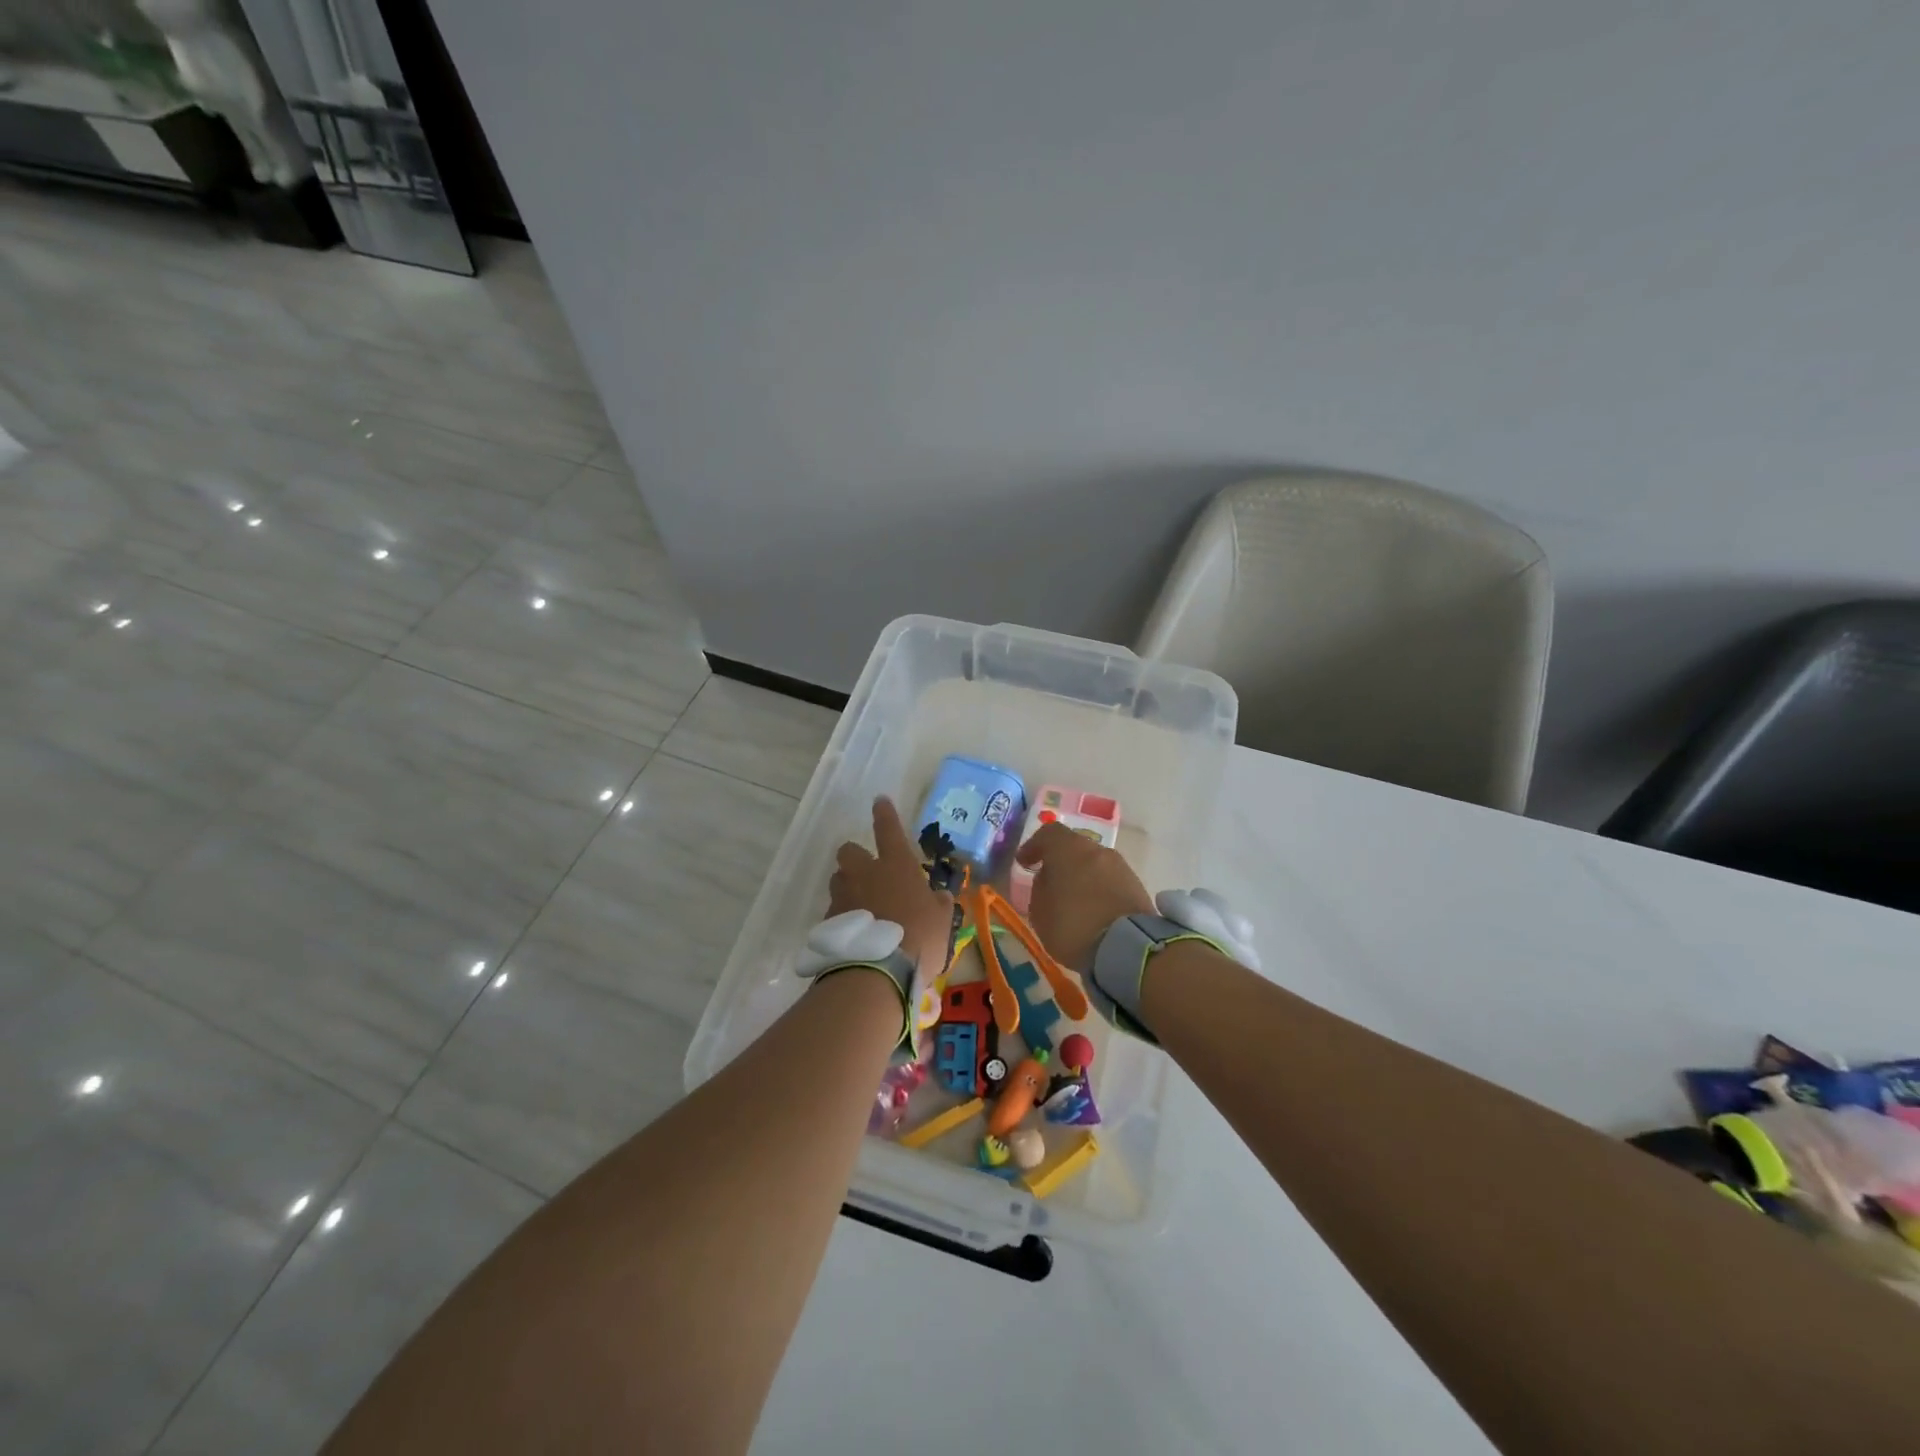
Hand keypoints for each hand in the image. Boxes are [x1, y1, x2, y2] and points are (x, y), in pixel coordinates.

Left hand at [829, 797, 953, 981]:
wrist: (878, 971)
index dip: (885, 814)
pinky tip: (856, 933)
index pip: (888, 829)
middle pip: (849, 851)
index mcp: (896, 865)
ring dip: (849, 887)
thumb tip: (938, 897)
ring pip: (839, 880)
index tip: (880, 801)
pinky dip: (844, 917)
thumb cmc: (919, 936)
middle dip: (855, 857)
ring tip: (863, 907)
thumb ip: (938, 904)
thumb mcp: (942, 920)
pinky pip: (836, 910)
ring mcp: (844, 896)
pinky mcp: (829, 921)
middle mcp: (865, 873)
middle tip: (868, 872)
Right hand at [1015, 822, 1153, 968]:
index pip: (1049, 833)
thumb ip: (1040, 888)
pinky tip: (1093, 909)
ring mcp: (1120, 866)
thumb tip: (1048, 878)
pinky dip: (1099, 889)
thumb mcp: (1040, 912)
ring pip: (1094, 863)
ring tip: (1073, 900)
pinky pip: (1110, 880)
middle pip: (1074, 847)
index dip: (1034, 846)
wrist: (1127, 948)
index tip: (1025, 863)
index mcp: (1068, 849)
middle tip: (1050, 882)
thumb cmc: (1073, 926)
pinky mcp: (1137, 885)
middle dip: (1060, 862)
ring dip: (1082, 876)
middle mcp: (1096, 850)